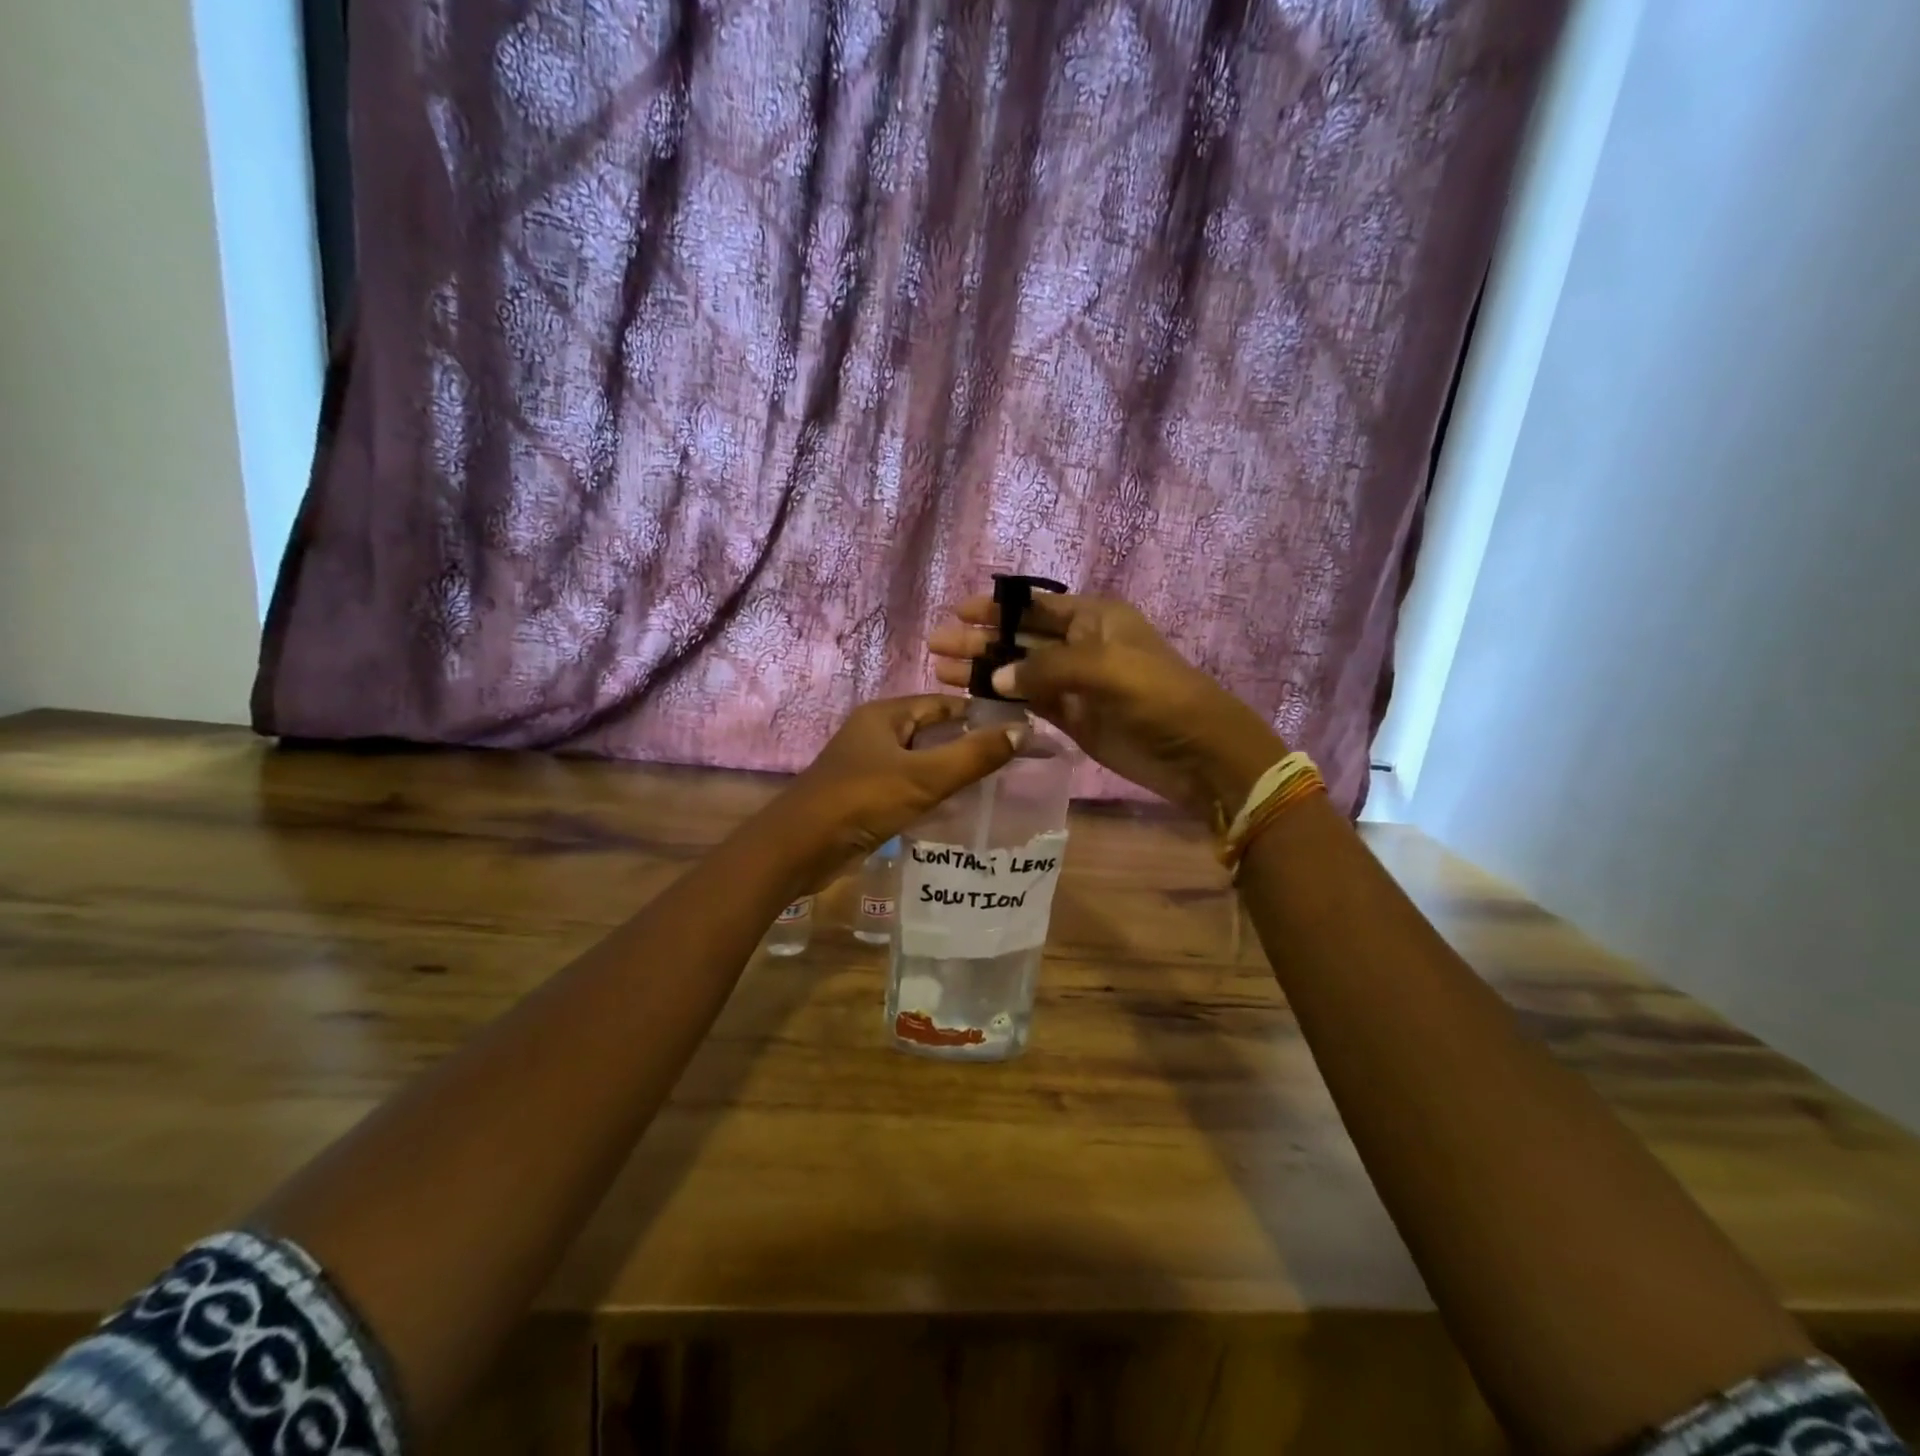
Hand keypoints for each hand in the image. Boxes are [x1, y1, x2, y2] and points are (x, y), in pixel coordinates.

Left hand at [772, 695, 1023, 883]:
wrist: (799, 848)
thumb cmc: (861, 801)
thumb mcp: (924, 777)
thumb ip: (973, 755)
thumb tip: (1023, 730)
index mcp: (885, 715)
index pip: (944, 703)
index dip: (981, 714)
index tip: (1019, 730)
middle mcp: (876, 733)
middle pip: (933, 730)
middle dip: (969, 744)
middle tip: (1014, 761)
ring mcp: (869, 765)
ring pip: (921, 760)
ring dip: (952, 770)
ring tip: (996, 784)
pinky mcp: (866, 795)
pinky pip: (909, 786)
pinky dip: (933, 792)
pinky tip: (960, 807)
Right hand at [928, 594, 1284, 819]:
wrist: (1198, 753)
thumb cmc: (1157, 696)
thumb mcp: (1104, 668)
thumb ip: (1046, 668)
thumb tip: (997, 676)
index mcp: (1096, 618)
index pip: (1036, 606)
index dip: (997, 607)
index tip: (958, 612)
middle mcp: (1082, 645)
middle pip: (1021, 637)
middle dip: (981, 639)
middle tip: (936, 646)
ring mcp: (1076, 684)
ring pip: (1020, 670)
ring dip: (984, 669)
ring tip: (941, 671)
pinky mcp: (1073, 718)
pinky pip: (1030, 701)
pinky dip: (1002, 698)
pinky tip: (972, 697)